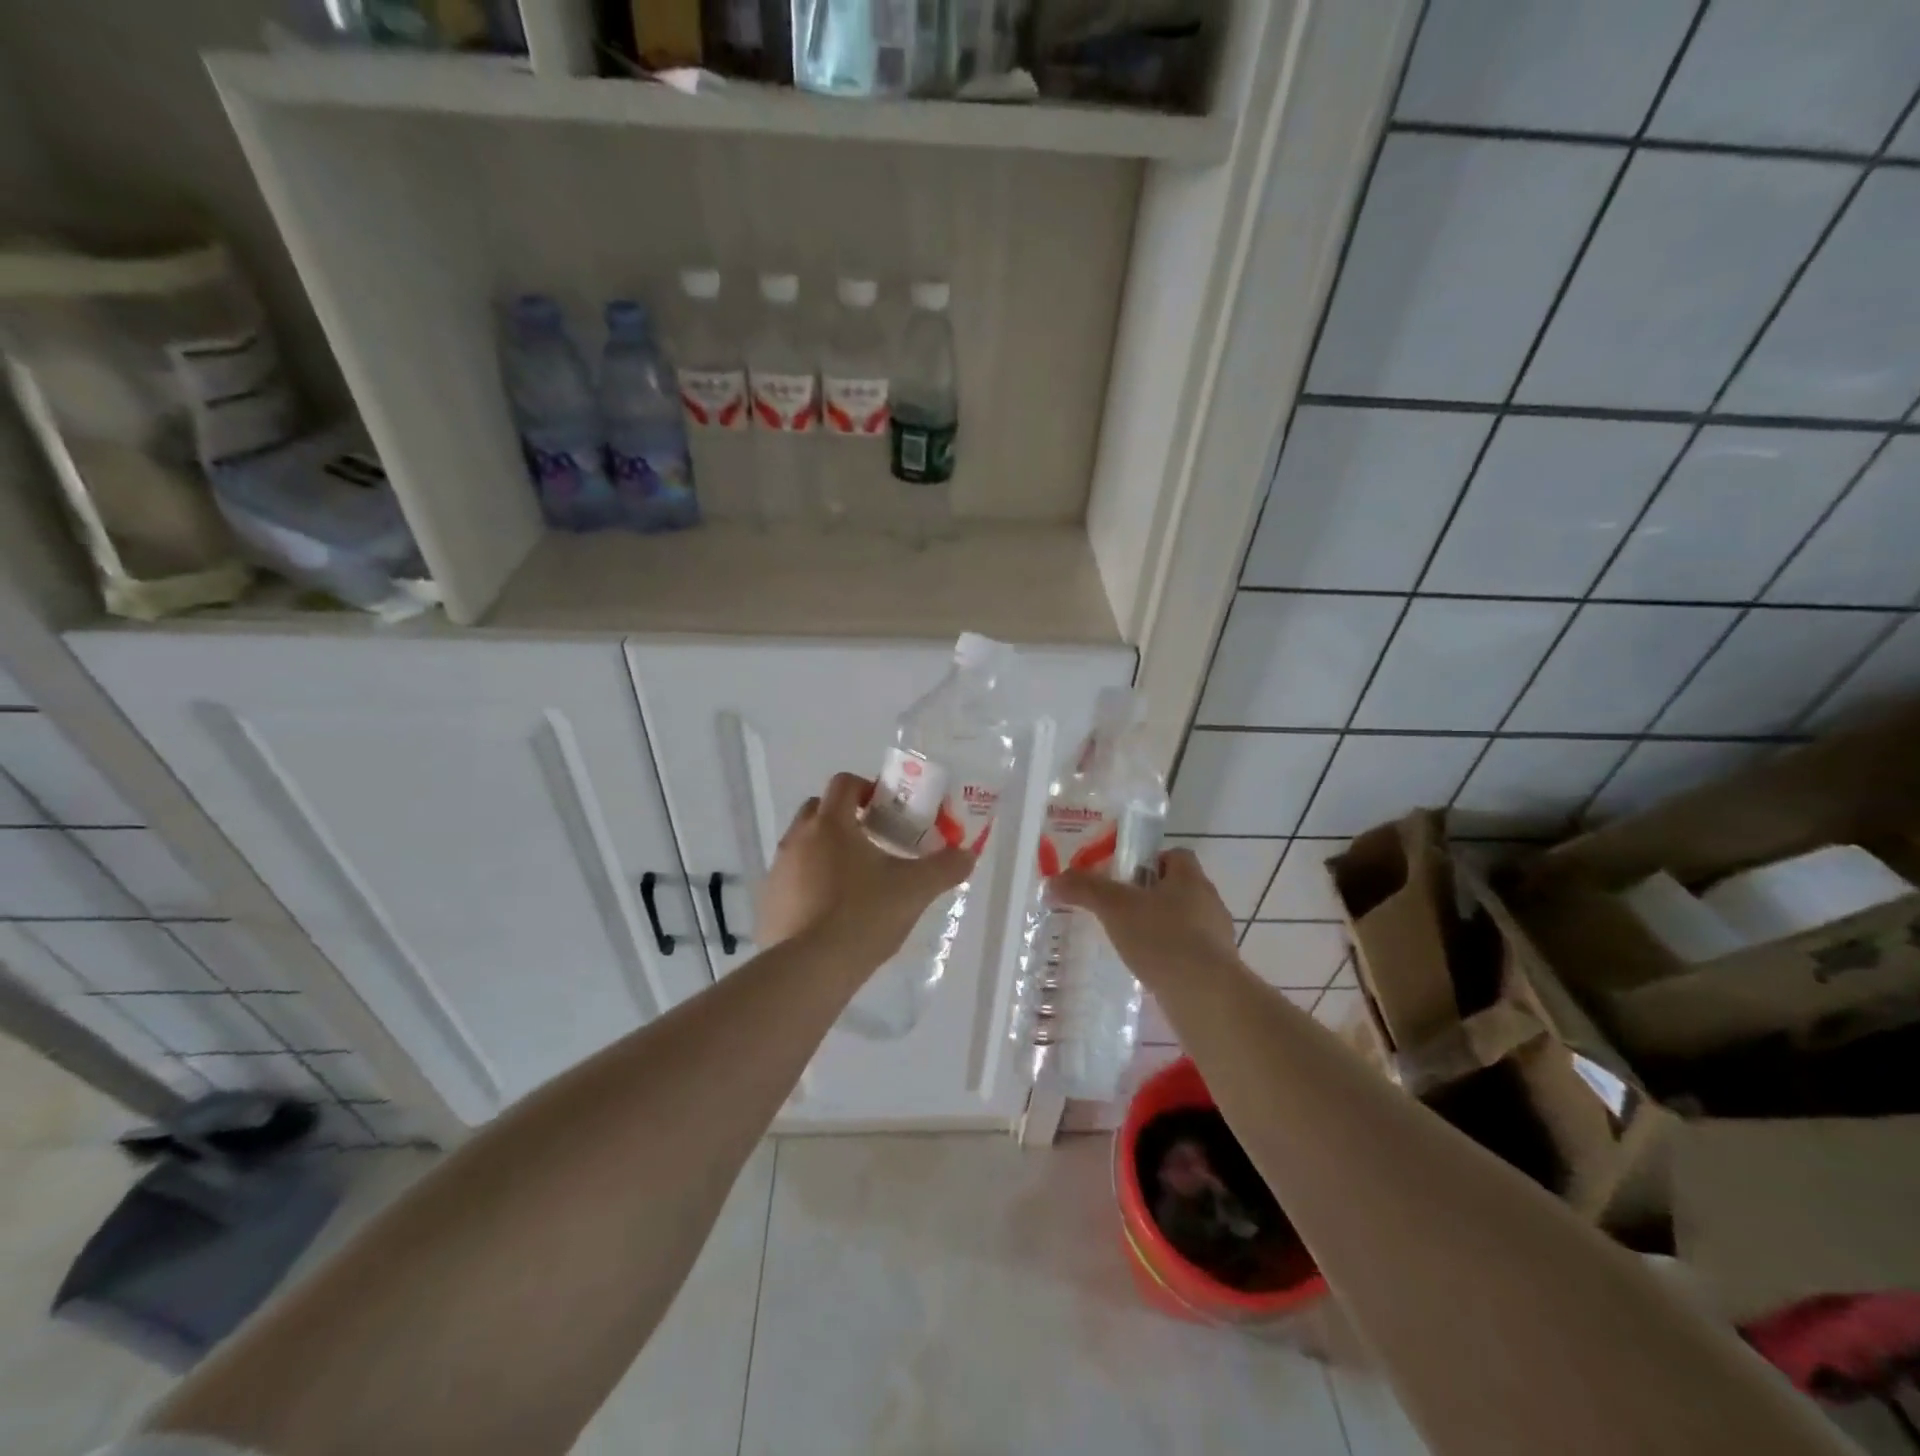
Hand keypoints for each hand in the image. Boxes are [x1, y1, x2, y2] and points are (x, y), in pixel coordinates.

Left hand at [757, 772, 974, 970]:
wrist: (810, 970)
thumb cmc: (864, 916)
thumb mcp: (914, 890)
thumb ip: (944, 868)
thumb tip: (968, 855)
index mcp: (831, 824)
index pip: (844, 783)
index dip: (867, 789)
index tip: (887, 809)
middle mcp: (798, 838)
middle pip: (818, 809)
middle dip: (844, 817)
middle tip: (873, 840)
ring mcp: (778, 870)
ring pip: (802, 844)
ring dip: (825, 850)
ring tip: (854, 879)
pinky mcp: (768, 902)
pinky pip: (790, 878)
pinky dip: (809, 882)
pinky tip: (830, 911)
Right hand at [1049, 848, 1239, 985]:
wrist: (1205, 996)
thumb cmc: (1162, 938)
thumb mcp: (1114, 907)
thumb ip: (1085, 889)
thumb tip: (1053, 881)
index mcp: (1191, 878)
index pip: (1176, 855)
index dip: (1151, 861)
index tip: (1126, 878)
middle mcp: (1210, 902)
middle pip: (1180, 889)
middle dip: (1152, 897)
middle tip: (1121, 911)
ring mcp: (1218, 937)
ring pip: (1187, 922)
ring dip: (1163, 929)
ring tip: (1132, 944)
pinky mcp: (1219, 969)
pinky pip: (1191, 953)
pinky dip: (1171, 957)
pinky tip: (1150, 971)